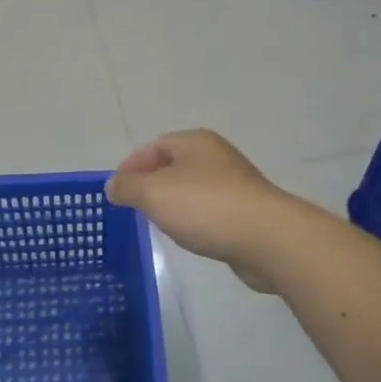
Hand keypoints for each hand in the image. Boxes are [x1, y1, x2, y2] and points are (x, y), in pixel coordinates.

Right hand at [105, 131, 291, 291]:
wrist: (267, 239)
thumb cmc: (205, 207)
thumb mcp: (154, 194)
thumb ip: (128, 187)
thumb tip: (113, 184)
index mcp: (194, 142)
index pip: (154, 146)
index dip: (131, 166)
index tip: (115, 191)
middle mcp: (216, 157)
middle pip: (174, 166)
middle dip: (151, 185)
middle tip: (133, 208)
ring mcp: (234, 184)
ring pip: (192, 189)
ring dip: (173, 204)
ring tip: (158, 224)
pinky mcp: (246, 212)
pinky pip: (210, 211)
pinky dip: (194, 220)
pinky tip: (190, 236)